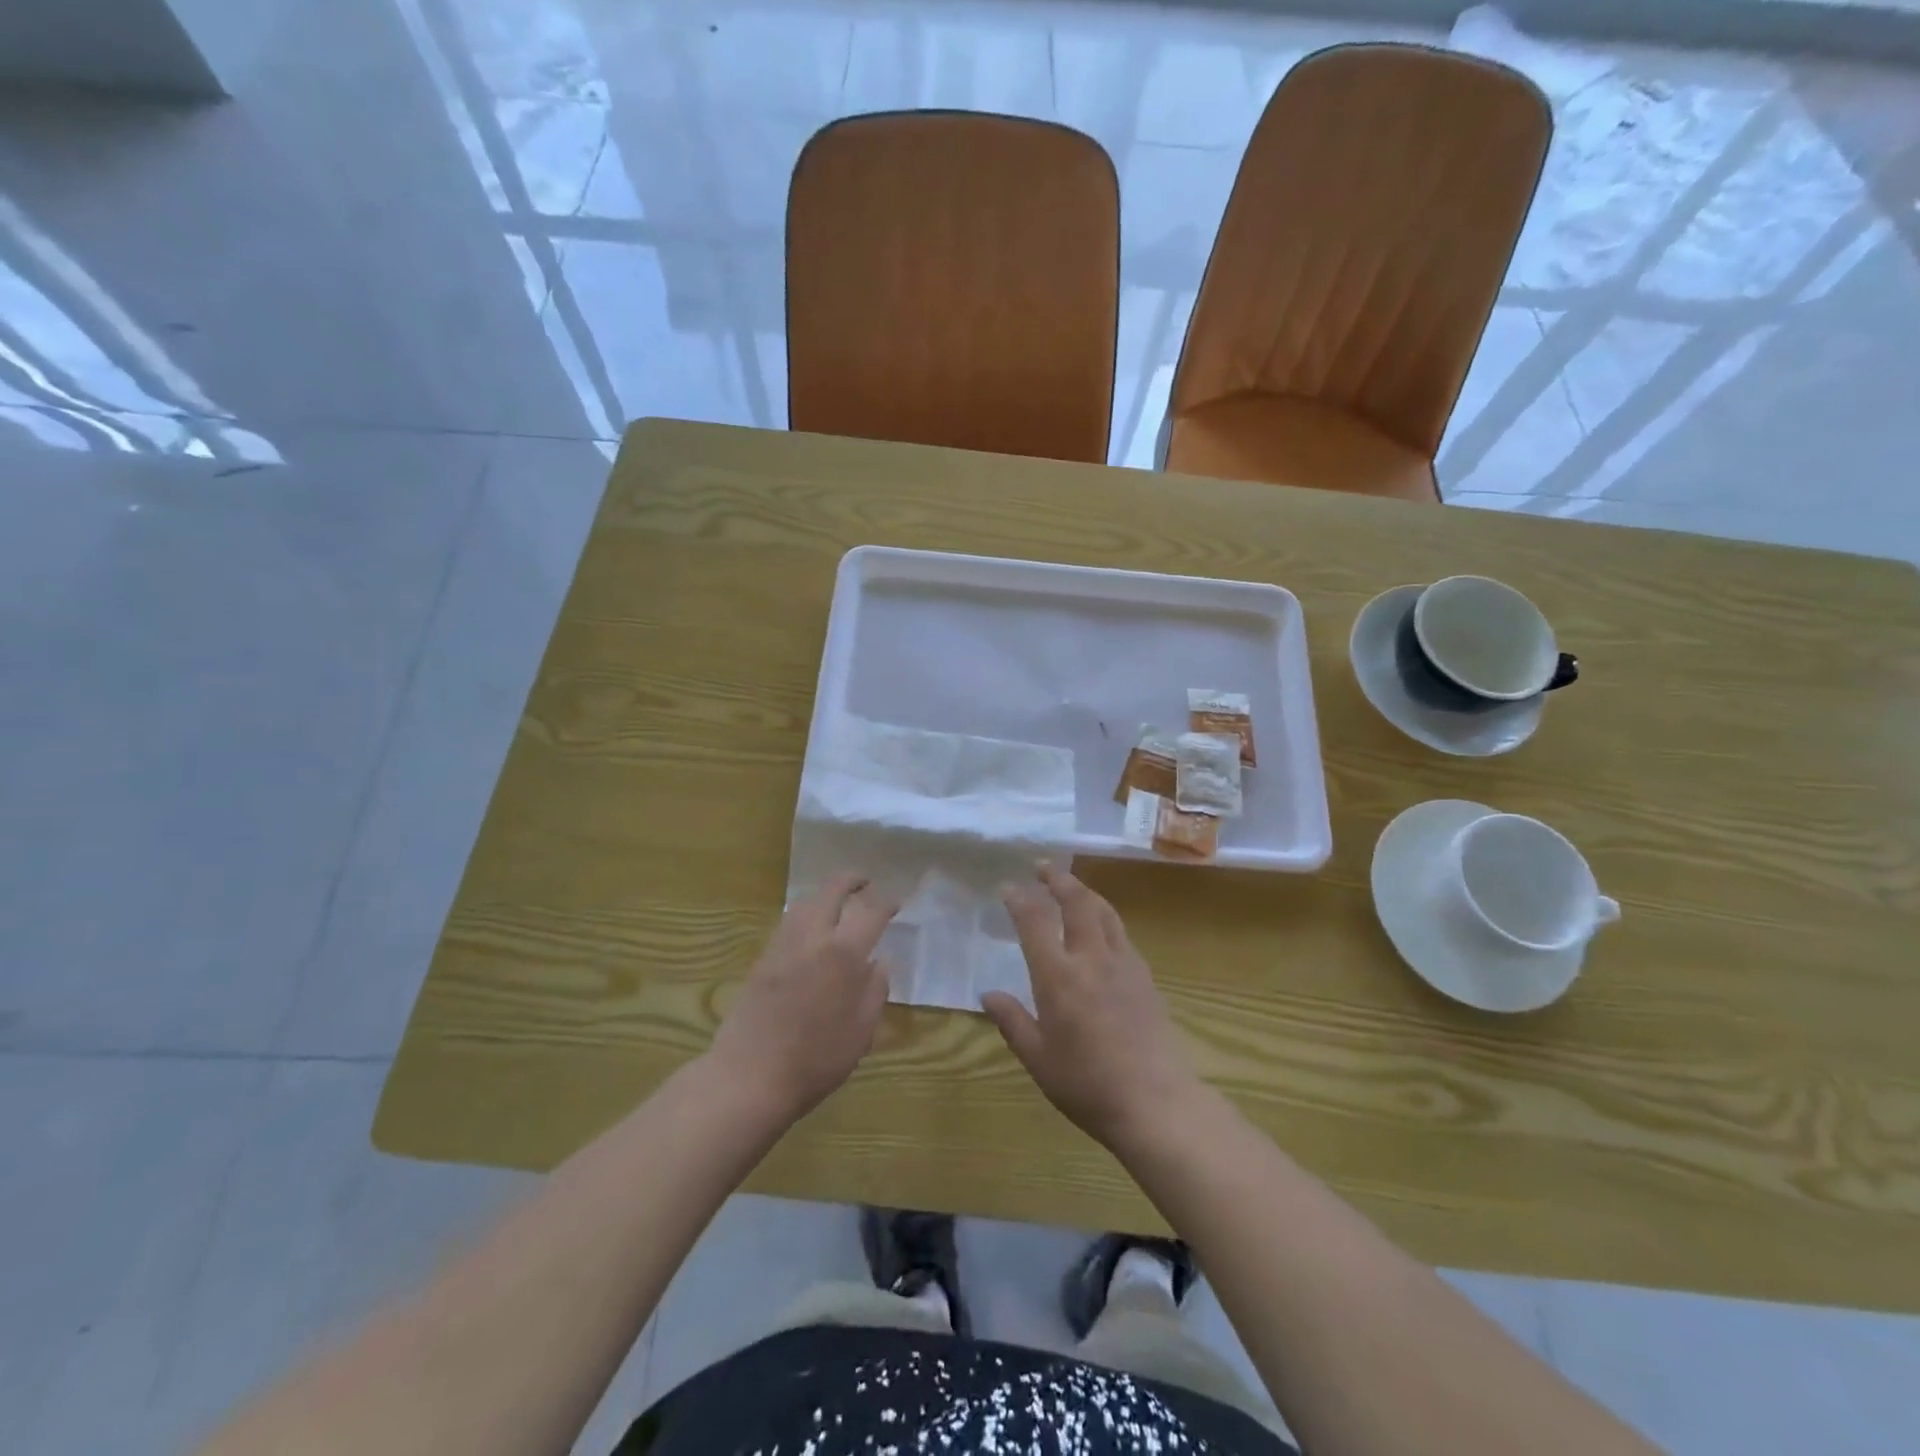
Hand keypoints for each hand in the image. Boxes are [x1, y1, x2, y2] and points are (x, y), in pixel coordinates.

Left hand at [709, 874, 899, 1122]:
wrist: (750, 1076)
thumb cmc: (816, 1059)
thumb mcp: (861, 1031)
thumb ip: (875, 990)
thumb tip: (878, 962)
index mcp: (844, 953)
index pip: (871, 912)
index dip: (886, 902)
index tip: (896, 903)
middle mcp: (813, 938)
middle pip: (832, 891)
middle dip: (851, 880)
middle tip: (865, 883)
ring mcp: (783, 945)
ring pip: (805, 902)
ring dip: (824, 895)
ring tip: (837, 905)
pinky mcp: (762, 959)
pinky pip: (787, 922)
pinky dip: (805, 914)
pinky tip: (810, 931)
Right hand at [981, 865, 1200, 1148]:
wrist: (1156, 1102)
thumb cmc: (1087, 1084)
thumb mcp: (1038, 1059)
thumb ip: (1012, 1021)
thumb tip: (988, 994)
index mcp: (1059, 976)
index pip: (1036, 922)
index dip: (1020, 899)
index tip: (1008, 886)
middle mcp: (1091, 958)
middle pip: (1077, 902)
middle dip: (1058, 879)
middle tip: (1043, 867)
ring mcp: (1123, 964)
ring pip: (1104, 911)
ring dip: (1084, 891)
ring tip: (1071, 885)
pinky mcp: (1145, 976)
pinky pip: (1121, 933)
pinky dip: (1105, 916)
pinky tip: (1101, 927)